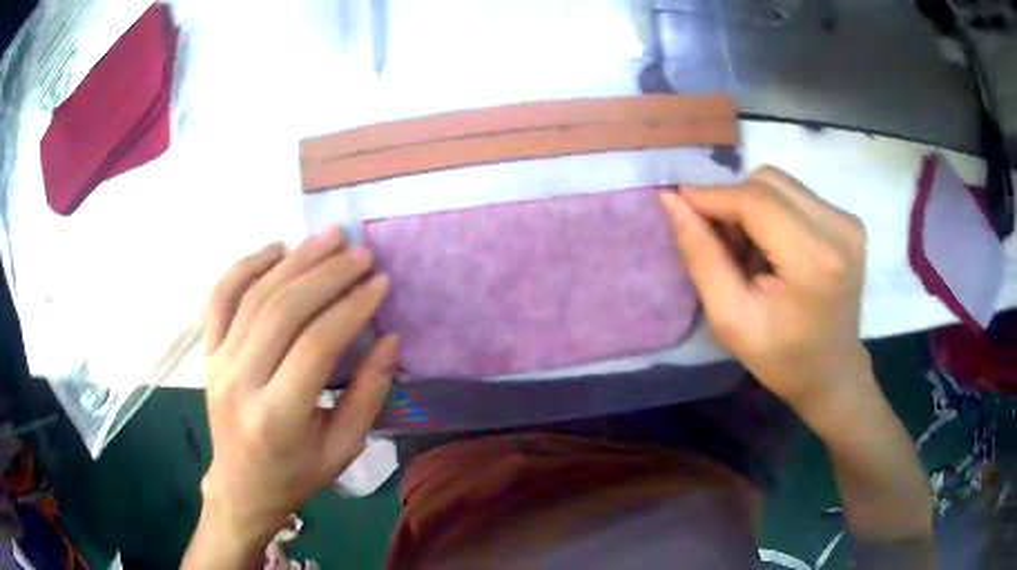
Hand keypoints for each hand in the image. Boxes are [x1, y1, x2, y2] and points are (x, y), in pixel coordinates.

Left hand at [191, 227, 396, 561]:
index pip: (315, 346)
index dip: (351, 308)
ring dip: (295, 260)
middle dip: (327, 275)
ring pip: (254, 296)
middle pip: (282, 311)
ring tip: (330, 238)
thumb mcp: (343, 449)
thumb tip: (388, 340)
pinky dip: (246, 265)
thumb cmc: (297, 474)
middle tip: (361, 253)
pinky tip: (277, 248)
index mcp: (278, 417)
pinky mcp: (207, 352)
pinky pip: (220, 297)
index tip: (380, 283)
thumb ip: (368, 395)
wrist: (241, 485)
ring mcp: (217, 363)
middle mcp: (241, 383)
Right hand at [660, 166, 869, 415]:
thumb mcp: (730, 319)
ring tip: (748, 250)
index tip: (677, 205)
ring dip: (752, 206)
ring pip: (780, 184)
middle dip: (732, 202)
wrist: (832, 373)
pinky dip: (772, 212)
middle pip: (768, 182)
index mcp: (813, 260)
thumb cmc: (781, 358)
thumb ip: (701, 256)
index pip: (755, 199)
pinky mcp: (848, 221)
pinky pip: (795, 195)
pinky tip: (771, 247)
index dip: (711, 195)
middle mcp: (838, 228)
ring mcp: (847, 221)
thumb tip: (672, 200)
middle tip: (720, 242)